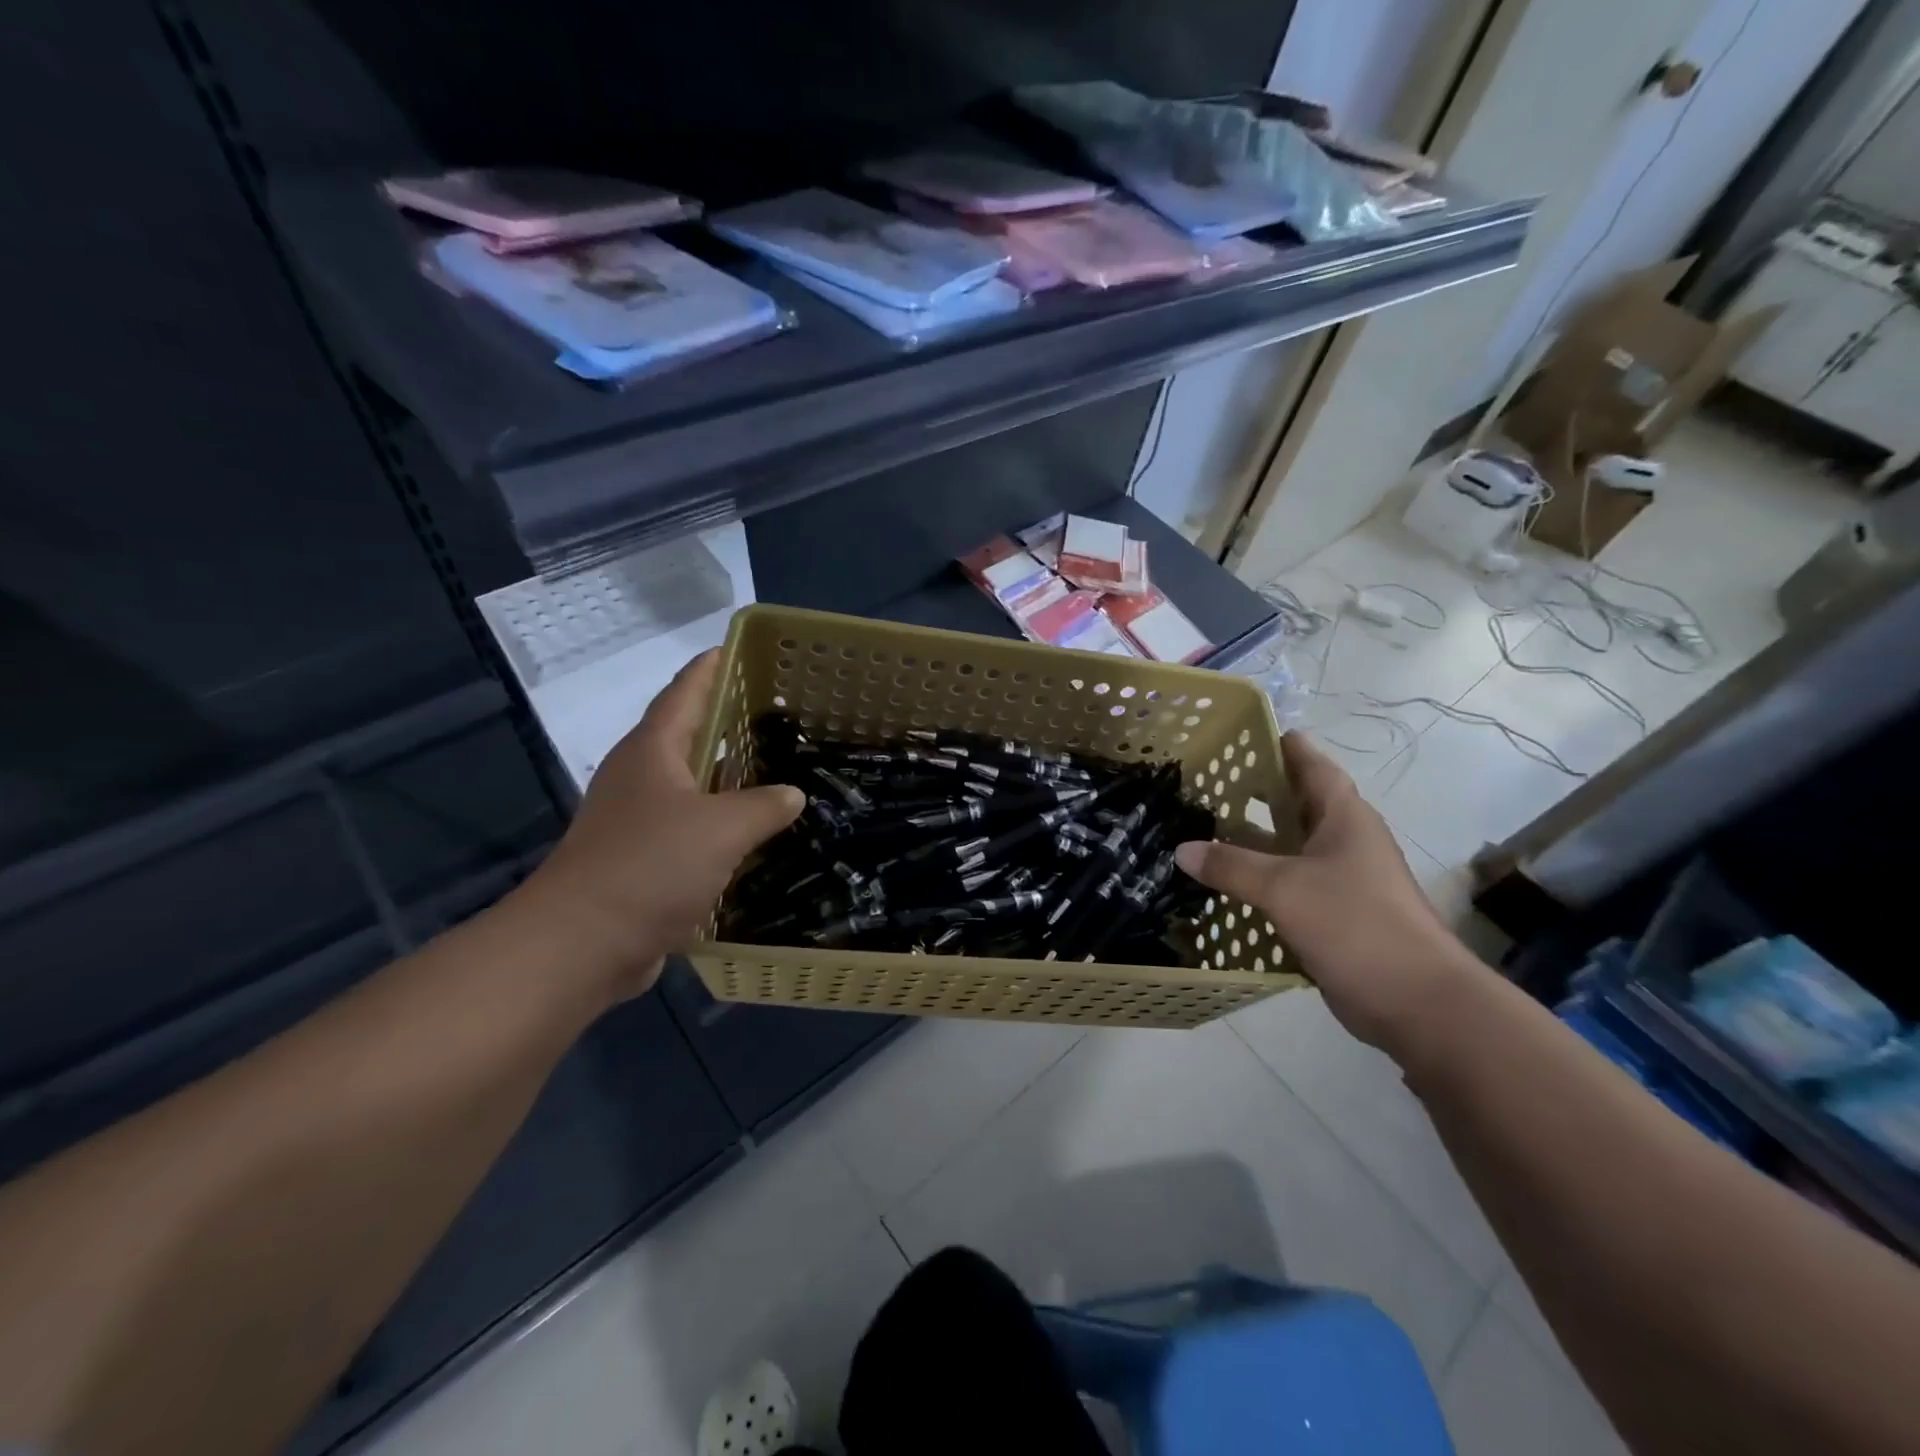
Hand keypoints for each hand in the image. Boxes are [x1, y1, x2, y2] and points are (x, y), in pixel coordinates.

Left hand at [512, 650, 804, 1000]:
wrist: (581, 944)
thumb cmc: (650, 867)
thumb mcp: (722, 829)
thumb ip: (763, 806)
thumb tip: (792, 795)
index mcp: (653, 751)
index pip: (684, 692)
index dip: (711, 668)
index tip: (737, 648)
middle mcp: (641, 777)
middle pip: (687, 735)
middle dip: (726, 720)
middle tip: (775, 711)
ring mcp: (637, 819)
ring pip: (690, 784)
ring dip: (726, 776)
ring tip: (773, 767)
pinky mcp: (640, 858)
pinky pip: (690, 825)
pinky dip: (720, 821)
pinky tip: (752, 832)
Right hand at [1173, 733, 1475, 1049]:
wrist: (1418, 1003)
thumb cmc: (1356, 926)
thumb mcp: (1284, 889)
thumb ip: (1231, 866)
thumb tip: (1183, 849)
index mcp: (1343, 816)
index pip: (1310, 763)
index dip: (1277, 744)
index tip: (1238, 733)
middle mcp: (1344, 839)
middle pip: (1295, 803)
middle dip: (1252, 792)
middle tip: (1202, 782)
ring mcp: (1341, 878)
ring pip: (1288, 846)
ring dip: (1251, 840)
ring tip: (1201, 829)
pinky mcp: (1334, 913)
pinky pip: (1288, 884)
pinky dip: (1258, 879)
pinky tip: (1223, 884)